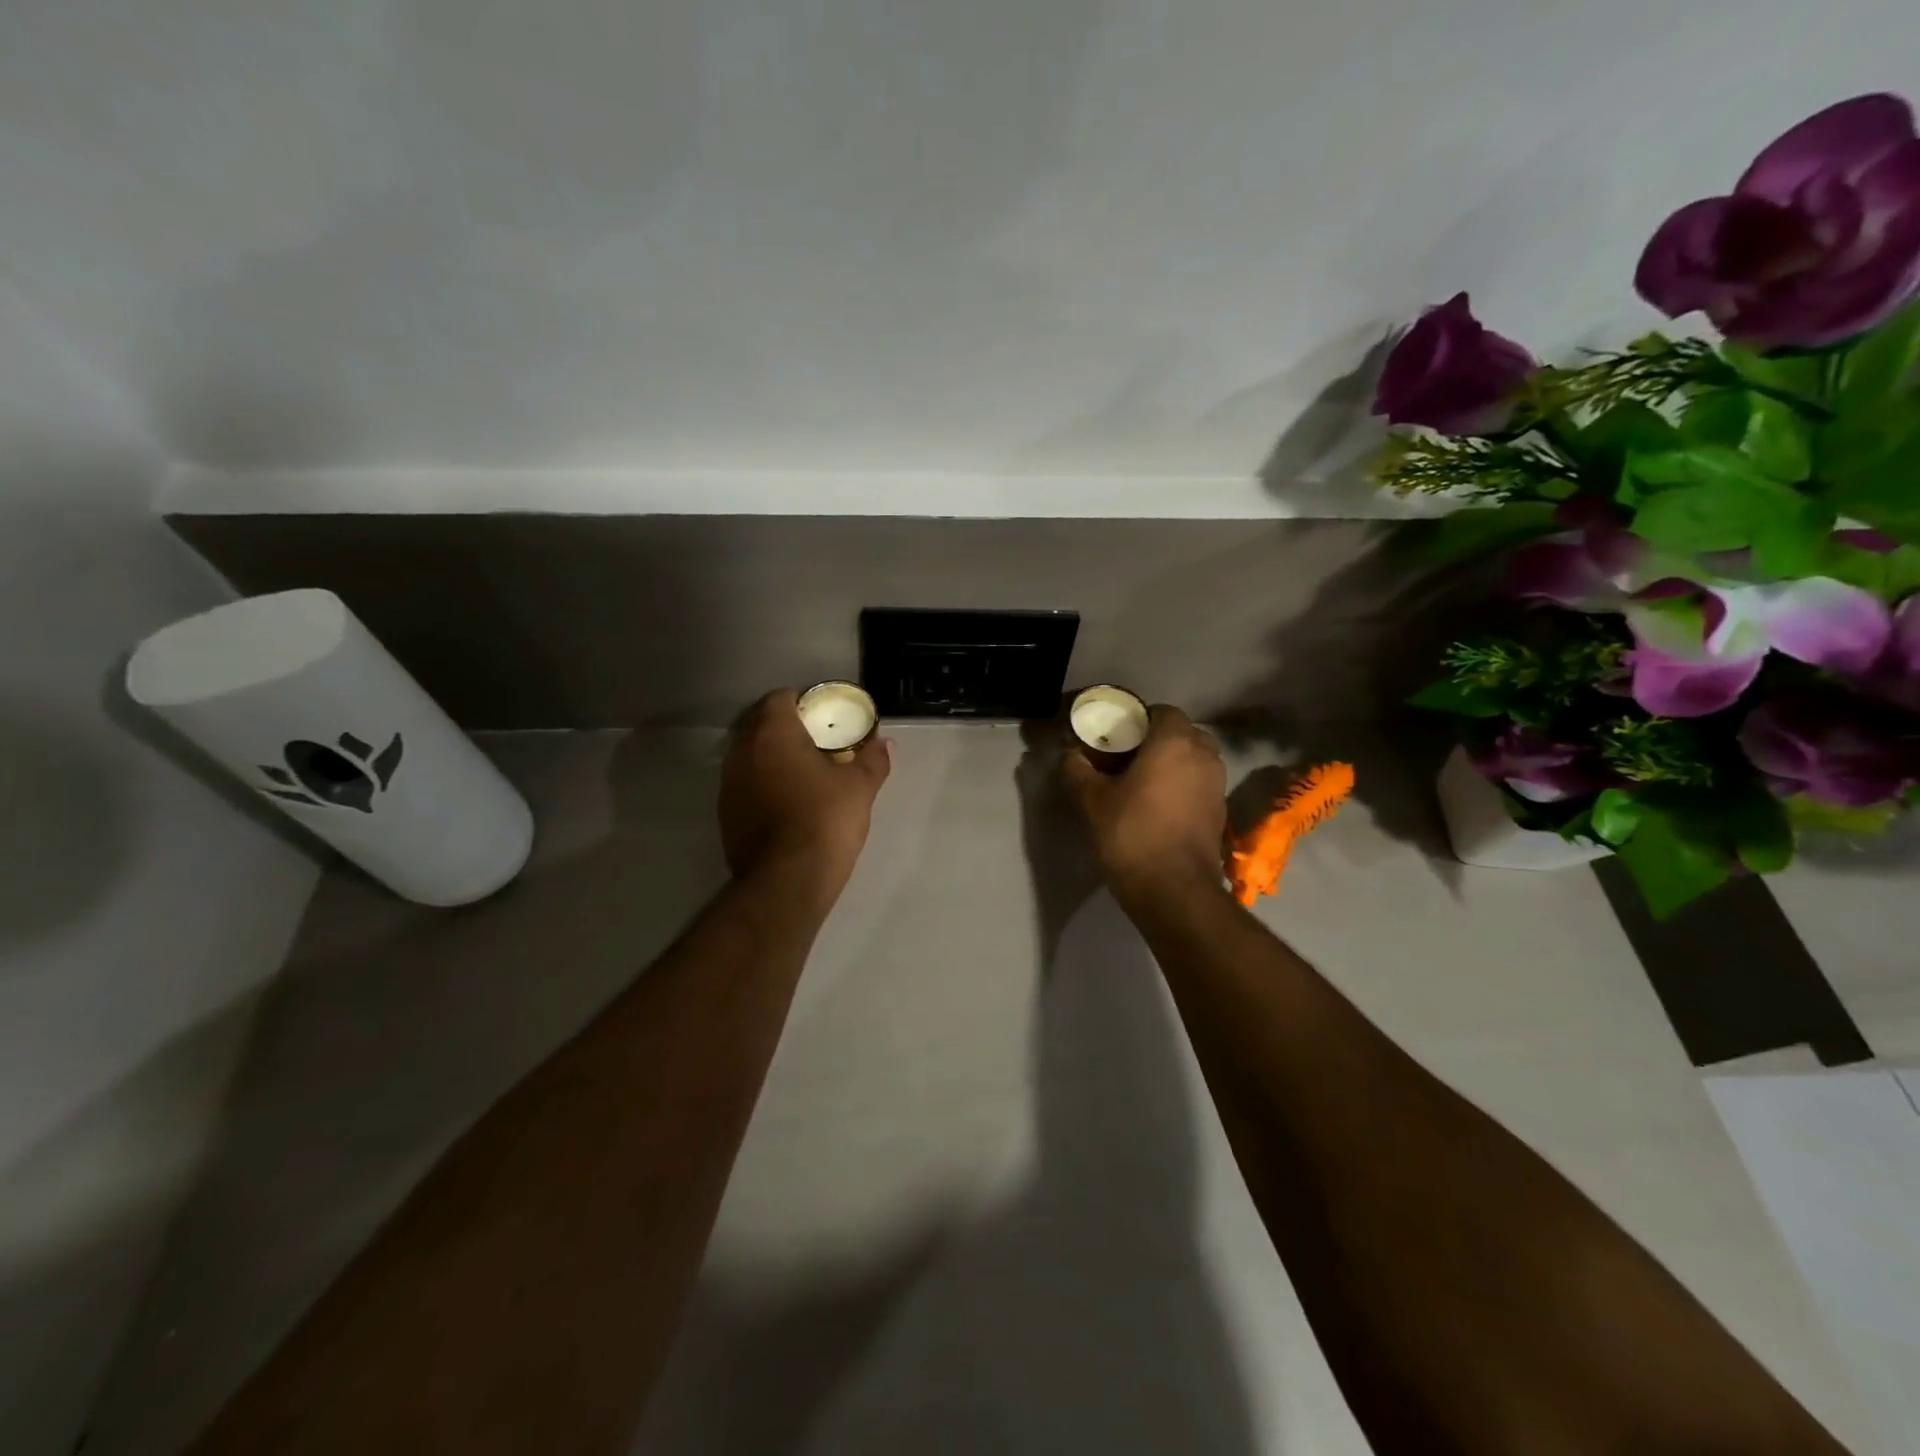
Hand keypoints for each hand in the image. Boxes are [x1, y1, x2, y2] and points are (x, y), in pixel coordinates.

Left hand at [719, 690, 890, 900]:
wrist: (787, 880)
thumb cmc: (825, 820)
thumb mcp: (860, 788)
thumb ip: (873, 760)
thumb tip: (886, 744)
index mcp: (773, 734)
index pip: (780, 698)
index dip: (803, 702)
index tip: (824, 716)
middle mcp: (742, 752)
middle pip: (760, 725)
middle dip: (786, 728)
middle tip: (817, 742)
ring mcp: (729, 784)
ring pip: (750, 756)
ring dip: (773, 757)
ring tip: (803, 772)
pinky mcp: (725, 814)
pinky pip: (745, 785)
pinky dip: (763, 784)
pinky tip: (788, 802)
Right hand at [1062, 704, 1225, 902]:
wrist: (1174, 890)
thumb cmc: (1131, 833)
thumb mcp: (1091, 800)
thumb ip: (1077, 770)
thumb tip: (1069, 754)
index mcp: (1175, 742)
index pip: (1161, 711)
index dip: (1137, 719)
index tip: (1114, 736)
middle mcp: (1204, 756)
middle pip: (1181, 734)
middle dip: (1156, 741)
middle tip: (1125, 758)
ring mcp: (1217, 785)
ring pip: (1193, 760)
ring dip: (1171, 765)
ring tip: (1139, 783)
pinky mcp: (1220, 812)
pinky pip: (1198, 785)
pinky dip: (1181, 787)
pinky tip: (1156, 807)